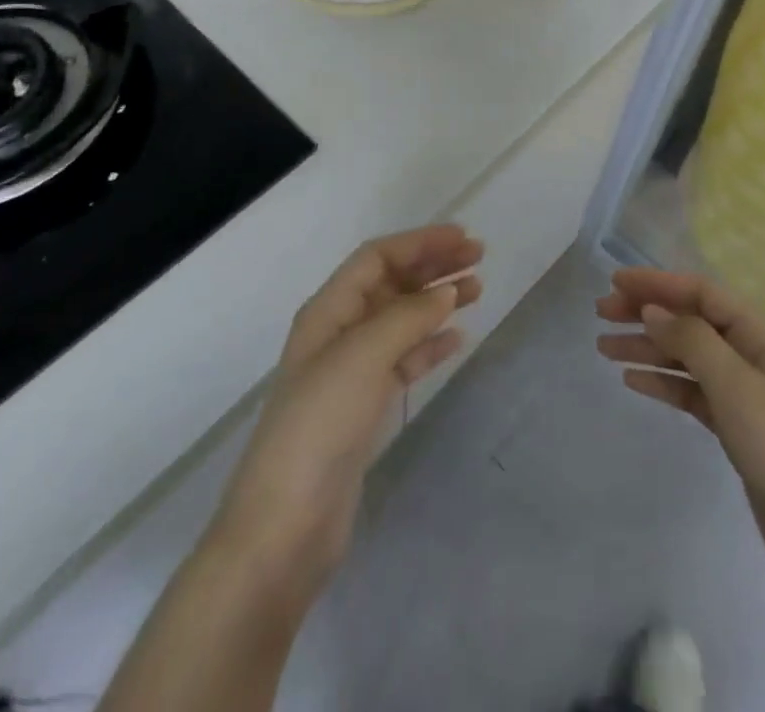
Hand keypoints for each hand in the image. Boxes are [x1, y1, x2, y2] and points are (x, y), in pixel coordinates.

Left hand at [209, 224, 483, 603]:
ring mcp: (351, 372)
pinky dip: (430, 345)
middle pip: (390, 284)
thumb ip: (407, 318)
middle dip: (432, 266)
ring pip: (401, 320)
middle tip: (479, 259)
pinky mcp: (364, 408)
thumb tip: (447, 292)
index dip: (419, 242)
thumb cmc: (319, 426)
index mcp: (328, 310)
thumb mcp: (362, 357)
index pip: (377, 257)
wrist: (285, 527)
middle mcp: (338, 332)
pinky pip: (403, 360)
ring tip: (477, 290)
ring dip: (436, 301)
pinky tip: (456, 338)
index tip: (463, 238)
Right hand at [596, 269, 764, 607]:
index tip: (615, 283)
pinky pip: (693, 392)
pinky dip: (663, 382)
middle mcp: (754, 357)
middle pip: (692, 321)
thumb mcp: (738, 389)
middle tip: (600, 315)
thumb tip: (653, 309)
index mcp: (763, 337)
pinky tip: (632, 381)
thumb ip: (693, 341)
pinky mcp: (739, 430)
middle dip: (647, 313)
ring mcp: (746, 396)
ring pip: (688, 357)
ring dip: (648, 348)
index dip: (659, 283)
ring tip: (604, 348)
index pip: (703, 293)